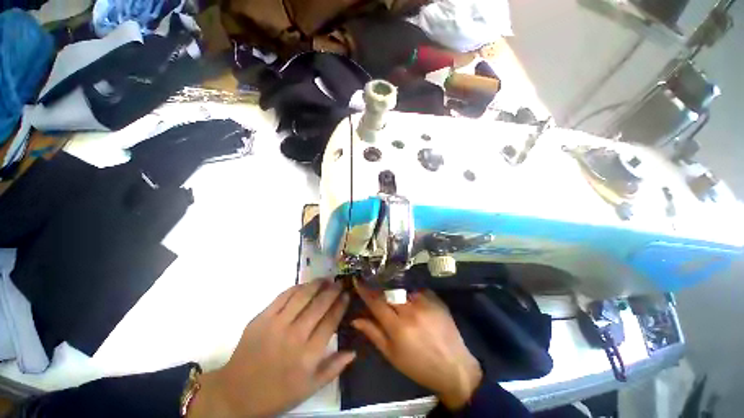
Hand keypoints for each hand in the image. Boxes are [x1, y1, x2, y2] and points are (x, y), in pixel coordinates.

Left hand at [189, 280, 353, 417]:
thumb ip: (333, 368)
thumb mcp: (310, 388)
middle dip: (333, 290)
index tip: (347, 295)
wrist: (236, 393)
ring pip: (303, 296)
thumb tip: (353, 351)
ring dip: (317, 284)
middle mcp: (295, 336)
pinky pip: (283, 296)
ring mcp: (277, 324)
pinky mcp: (262, 318)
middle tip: (339, 283)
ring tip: (325, 279)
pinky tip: (305, 285)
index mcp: (309, 355)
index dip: (341, 304)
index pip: (331, 321)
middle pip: (320, 304)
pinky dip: (297, 287)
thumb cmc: (277, 393)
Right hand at [352, 282, 481, 410]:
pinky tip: (406, 292)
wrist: (454, 367)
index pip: (376, 302)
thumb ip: (373, 333)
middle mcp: (411, 310)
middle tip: (371, 280)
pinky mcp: (436, 299)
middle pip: (388, 290)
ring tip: (387, 285)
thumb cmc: (418, 366)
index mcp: (398, 327)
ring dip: (392, 286)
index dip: (365, 290)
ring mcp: (425, 302)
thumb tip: (355, 319)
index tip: (357, 280)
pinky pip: (416, 288)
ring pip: (402, 287)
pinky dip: (408, 289)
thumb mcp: (392, 355)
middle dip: (377, 285)